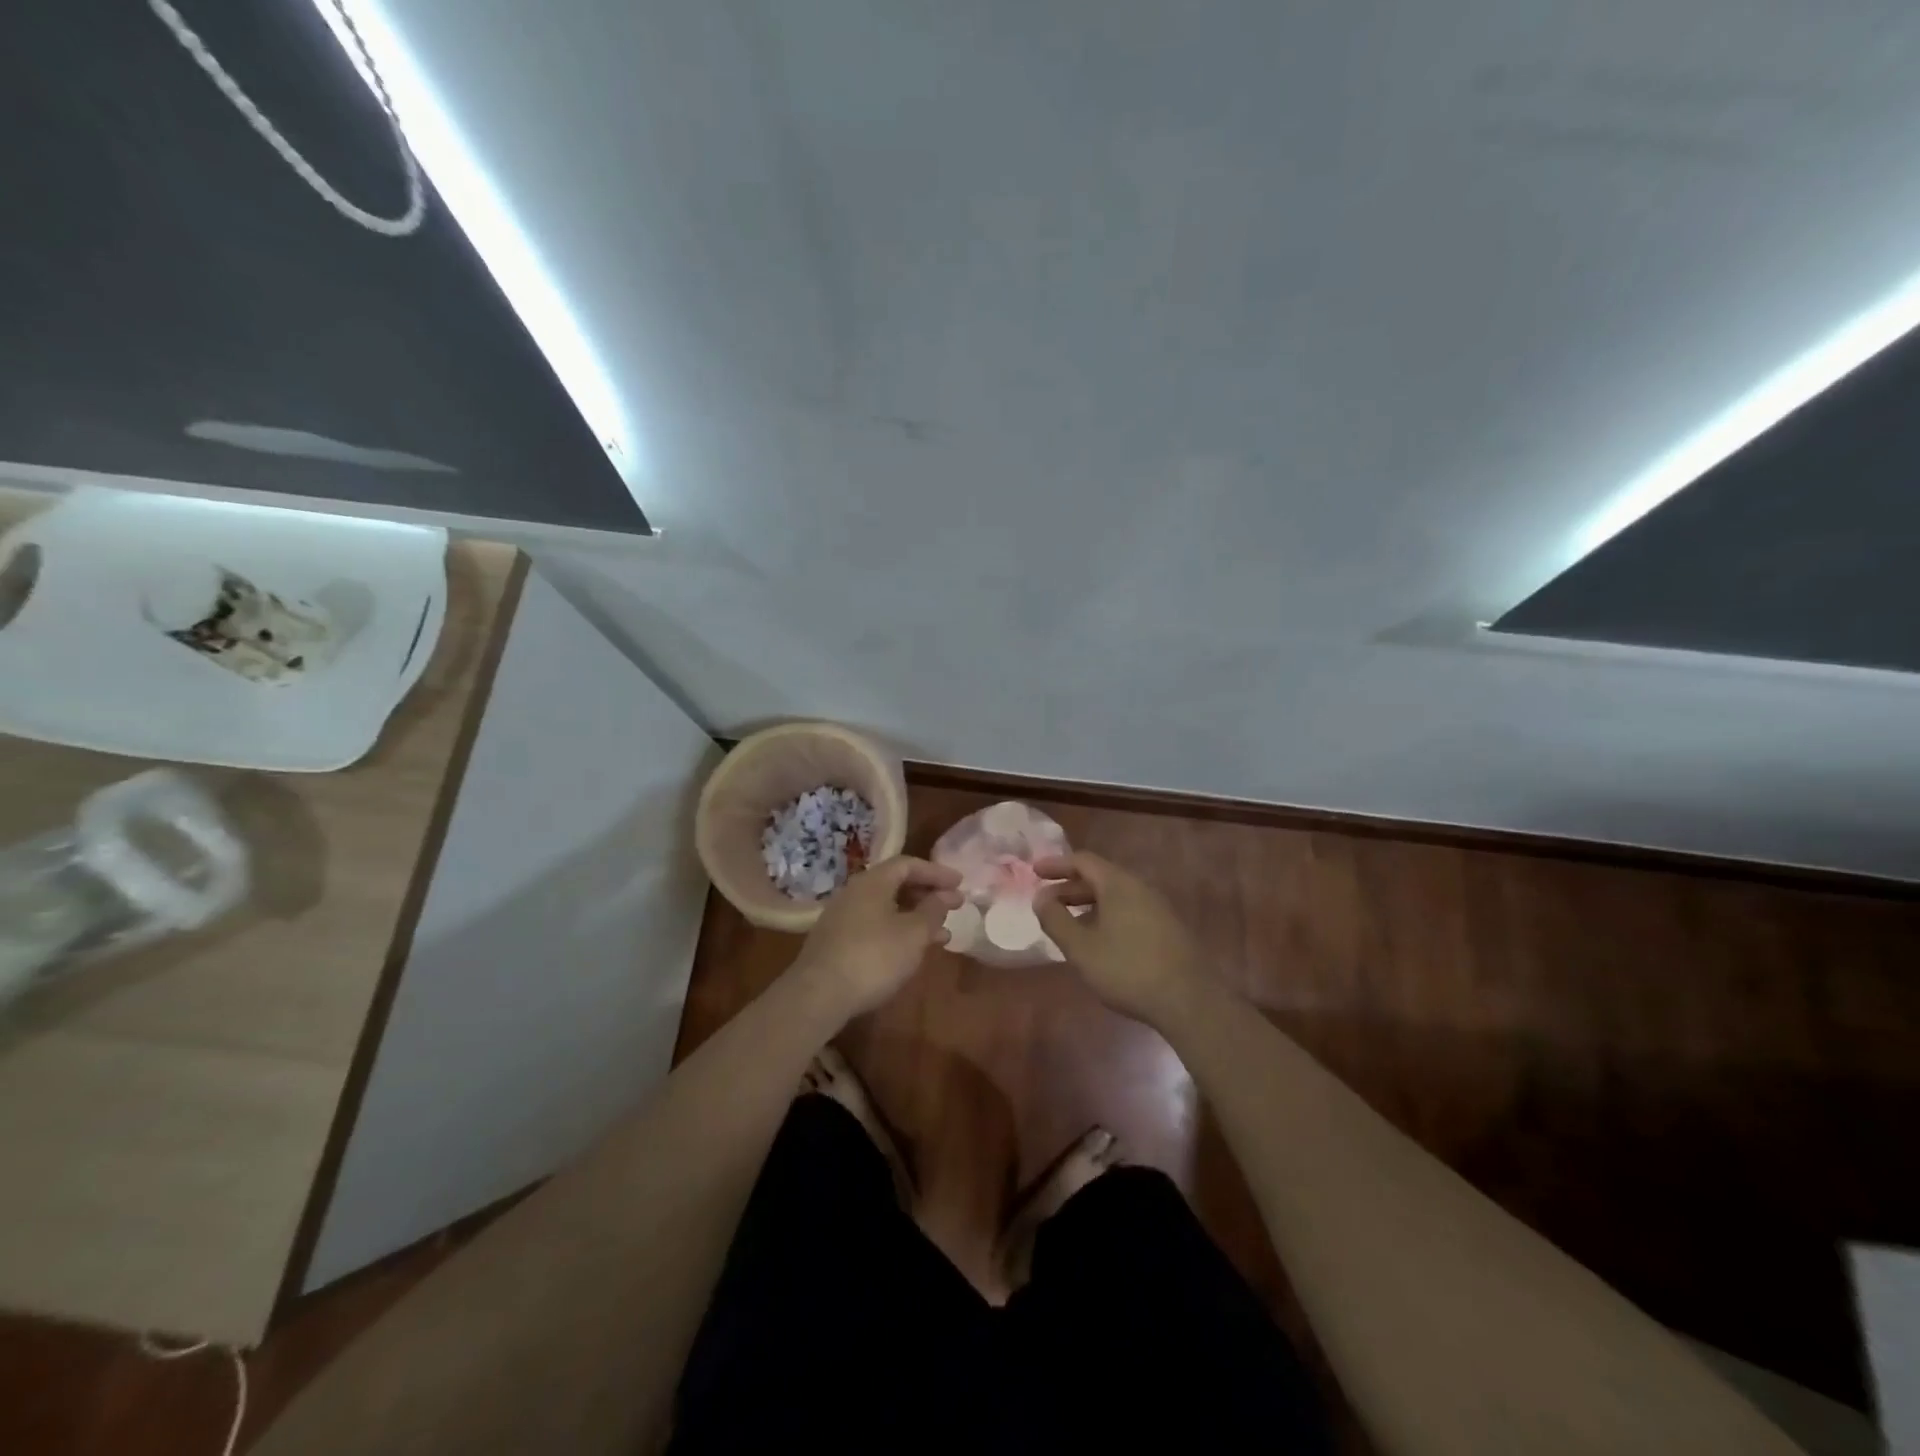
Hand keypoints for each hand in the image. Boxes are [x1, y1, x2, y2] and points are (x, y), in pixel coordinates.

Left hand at [790, 856, 962, 1017]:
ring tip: (941, 935)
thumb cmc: (874, 957)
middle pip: (895, 884)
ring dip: (915, 916)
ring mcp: (842, 916)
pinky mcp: (836, 941)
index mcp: (873, 882)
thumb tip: (945, 895)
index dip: (936, 872)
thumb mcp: (913, 934)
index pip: (908, 864)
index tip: (960, 884)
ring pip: (886, 907)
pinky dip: (898, 930)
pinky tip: (911, 951)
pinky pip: (874, 925)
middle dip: (927, 894)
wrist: (818, 995)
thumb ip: (933, 911)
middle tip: (953, 907)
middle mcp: (854, 892)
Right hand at [1034, 852, 1208, 1025]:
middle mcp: (1140, 888)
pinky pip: (1129, 911)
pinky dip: (1106, 916)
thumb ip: (1056, 920)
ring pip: (1115, 896)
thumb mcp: (1081, 948)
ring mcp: (1158, 908)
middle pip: (1100, 877)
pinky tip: (1099, 941)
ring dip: (1088, 904)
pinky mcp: (1168, 929)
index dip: (1057, 864)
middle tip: (1046, 901)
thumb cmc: (1128, 969)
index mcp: (1118, 884)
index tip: (1035, 872)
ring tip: (1068, 923)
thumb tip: (1040, 897)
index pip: (1083, 861)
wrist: (1190, 1001)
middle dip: (1070, 887)